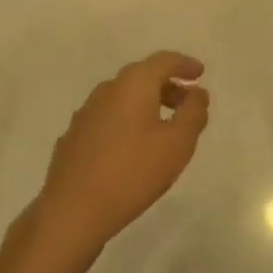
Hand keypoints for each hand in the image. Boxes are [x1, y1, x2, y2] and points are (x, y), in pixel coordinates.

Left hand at [33, 53, 209, 259]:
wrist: (72, 211)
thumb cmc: (132, 172)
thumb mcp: (177, 144)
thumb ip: (193, 113)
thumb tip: (198, 92)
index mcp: (133, 83)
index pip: (164, 61)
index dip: (184, 65)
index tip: (200, 73)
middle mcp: (108, 89)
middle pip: (142, 76)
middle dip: (167, 86)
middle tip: (186, 103)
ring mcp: (86, 112)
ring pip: (123, 97)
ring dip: (146, 104)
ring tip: (162, 127)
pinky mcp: (74, 136)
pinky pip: (108, 117)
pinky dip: (126, 121)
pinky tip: (131, 146)